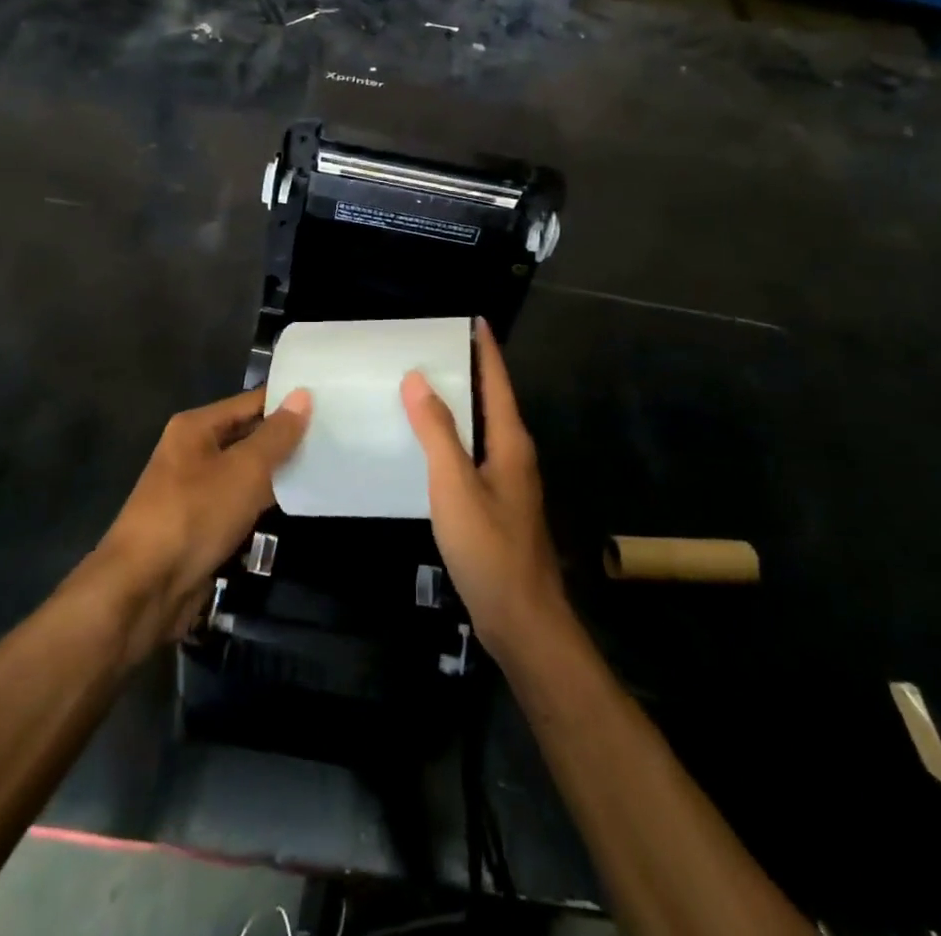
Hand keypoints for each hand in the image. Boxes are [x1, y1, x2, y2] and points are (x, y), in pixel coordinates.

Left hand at [93, 387, 310, 653]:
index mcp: (196, 427)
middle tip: (337, 432)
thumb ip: (276, 435)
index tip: (330, 400)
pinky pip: (241, 502)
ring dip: (279, 472)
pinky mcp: (202, 524)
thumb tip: (303, 395)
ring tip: (329, 463)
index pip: (251, 402)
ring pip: (247, 471)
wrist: (143, 589)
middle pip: (248, 435)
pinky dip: (266, 501)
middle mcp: (193, 452)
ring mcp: (196, 490)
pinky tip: (299, 501)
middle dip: (287, 437)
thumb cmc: (194, 516)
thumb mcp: (244, 471)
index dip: (288, 400)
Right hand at [402, 322, 566, 656]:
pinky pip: (473, 453)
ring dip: (458, 404)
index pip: (498, 381)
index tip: (471, 319)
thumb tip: (418, 378)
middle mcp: (514, 454)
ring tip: (421, 387)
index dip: (486, 349)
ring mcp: (507, 481)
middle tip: (430, 349)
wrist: (522, 620)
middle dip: (468, 371)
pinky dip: (452, 437)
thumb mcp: (455, 486)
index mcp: (510, 442)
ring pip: (481, 428)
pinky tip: (426, 445)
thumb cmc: (489, 548)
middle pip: (492, 400)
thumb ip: (437, 432)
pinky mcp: (496, 504)